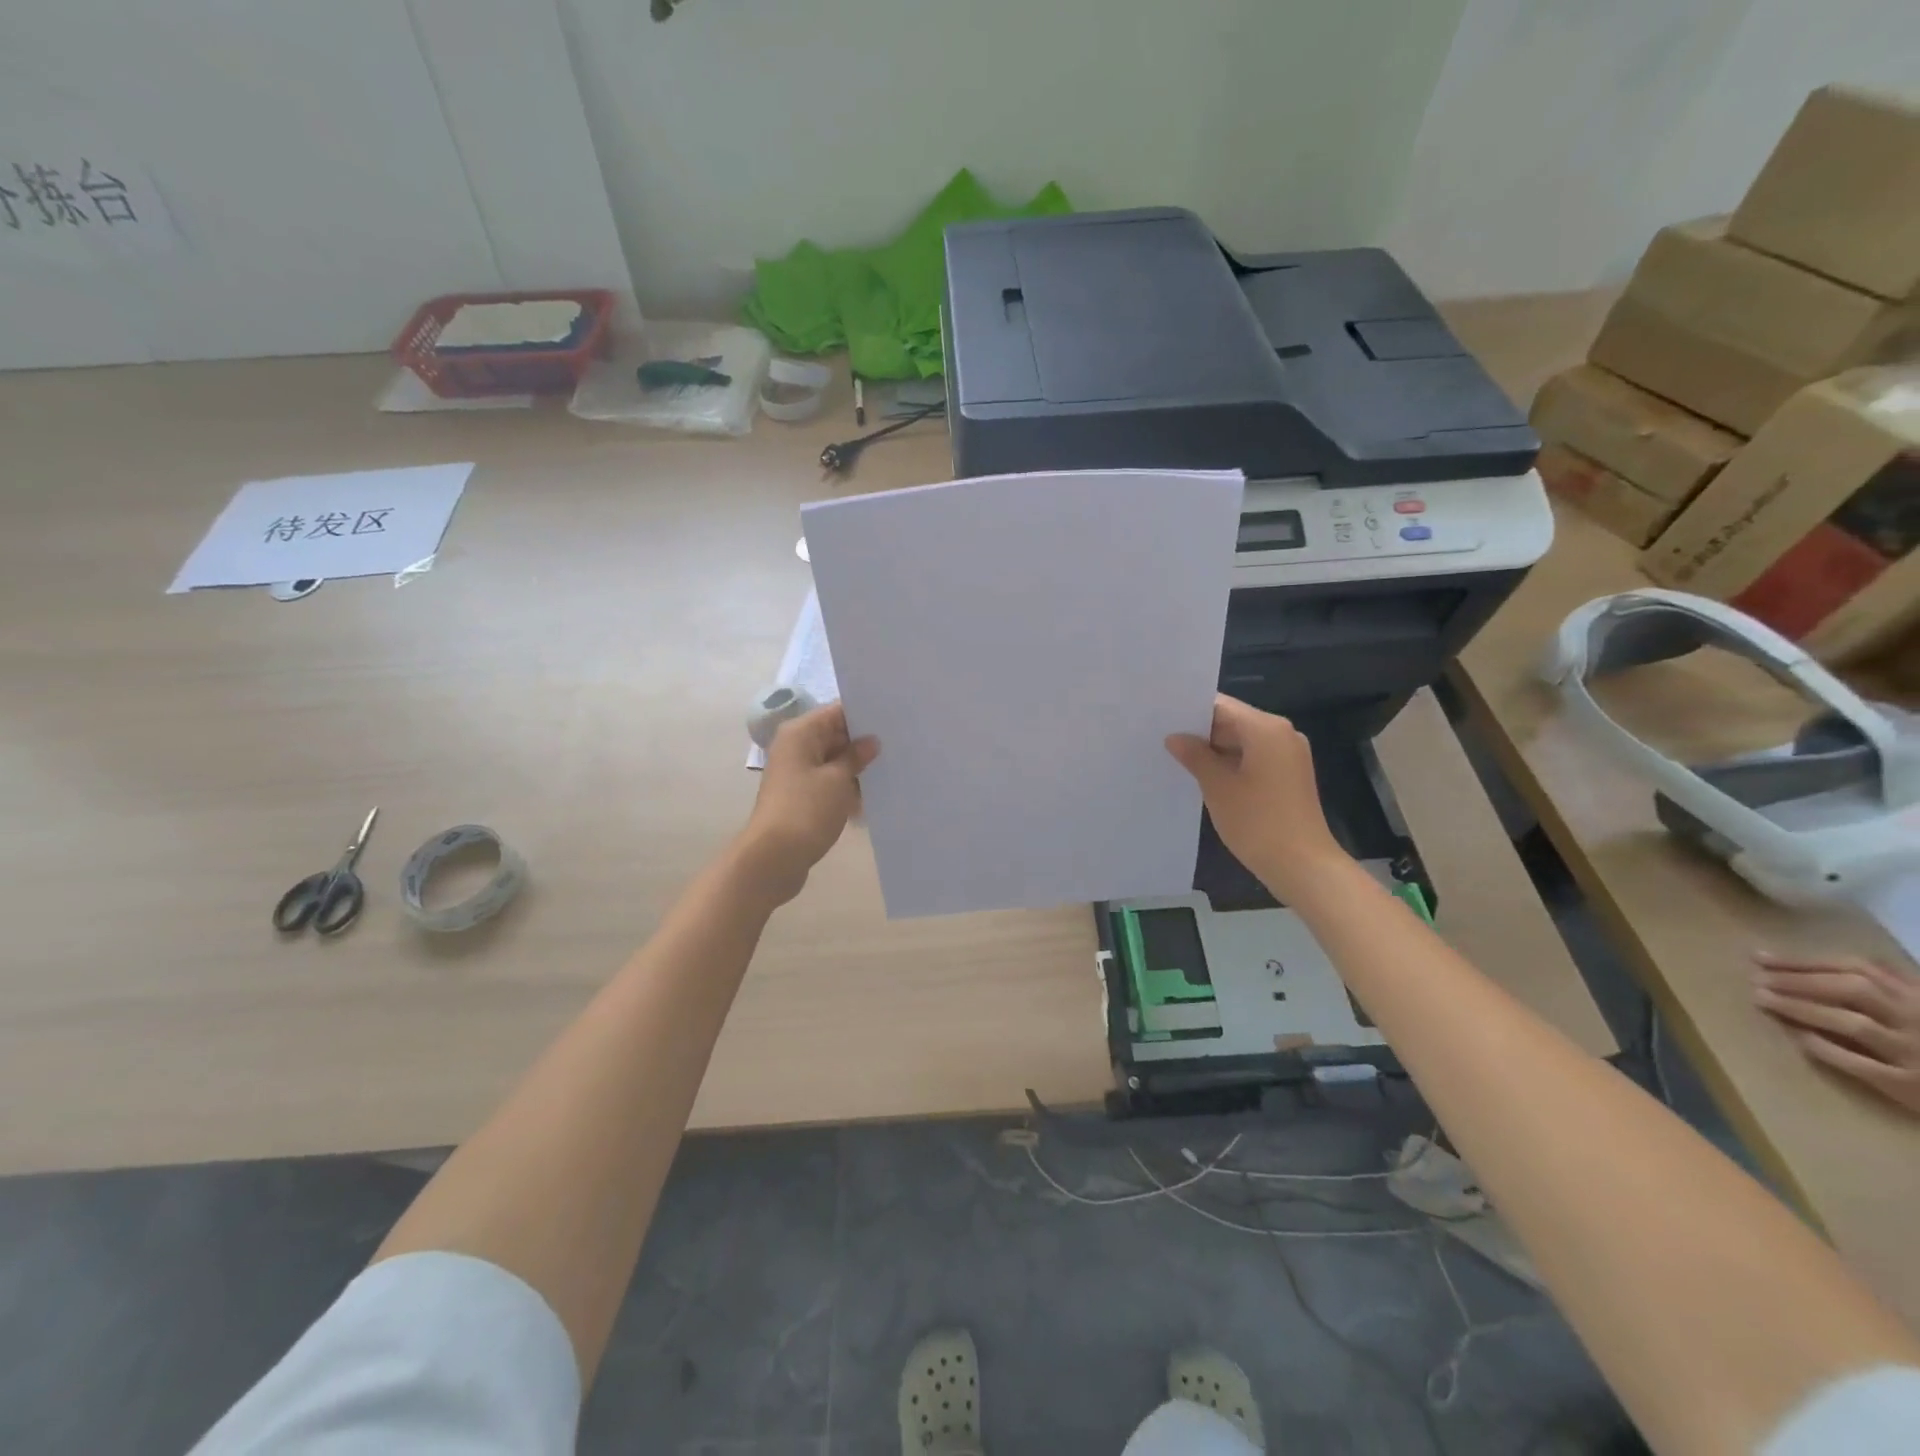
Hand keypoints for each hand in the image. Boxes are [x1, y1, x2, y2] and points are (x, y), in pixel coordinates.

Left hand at [737, 703, 878, 904]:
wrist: (774, 857)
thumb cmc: (806, 810)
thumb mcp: (838, 780)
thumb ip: (856, 756)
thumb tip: (871, 742)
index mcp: (801, 733)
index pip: (837, 711)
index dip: (865, 714)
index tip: (895, 719)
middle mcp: (796, 747)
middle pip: (836, 735)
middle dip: (864, 742)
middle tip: (901, 744)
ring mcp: (797, 773)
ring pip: (834, 760)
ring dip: (858, 767)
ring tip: (895, 768)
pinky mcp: (801, 797)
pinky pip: (829, 782)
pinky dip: (847, 786)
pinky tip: (874, 794)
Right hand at [1165, 695, 1350, 905]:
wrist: (1303, 865)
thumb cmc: (1258, 822)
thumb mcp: (1217, 787)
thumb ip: (1195, 756)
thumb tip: (1175, 738)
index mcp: (1266, 728)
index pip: (1221, 706)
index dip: (1190, 711)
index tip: (1161, 718)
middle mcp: (1282, 733)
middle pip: (1233, 721)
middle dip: (1201, 731)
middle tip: (1162, 739)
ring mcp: (1288, 755)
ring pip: (1243, 740)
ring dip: (1214, 749)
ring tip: (1178, 758)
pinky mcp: (1289, 775)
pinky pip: (1254, 757)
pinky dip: (1231, 762)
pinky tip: (1205, 776)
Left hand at [1754, 951, 1919, 1116]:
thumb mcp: (1918, 1005)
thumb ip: (1886, 985)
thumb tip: (1811, 964)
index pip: (1858, 969)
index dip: (1805, 961)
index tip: (1760, 957)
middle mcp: (1919, 1020)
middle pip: (1850, 990)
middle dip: (1796, 981)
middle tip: (1755, 978)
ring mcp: (1916, 1054)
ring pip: (1850, 1022)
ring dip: (1800, 1008)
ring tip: (1761, 999)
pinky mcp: (1910, 1086)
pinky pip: (1858, 1063)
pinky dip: (1822, 1047)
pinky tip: (1794, 1035)